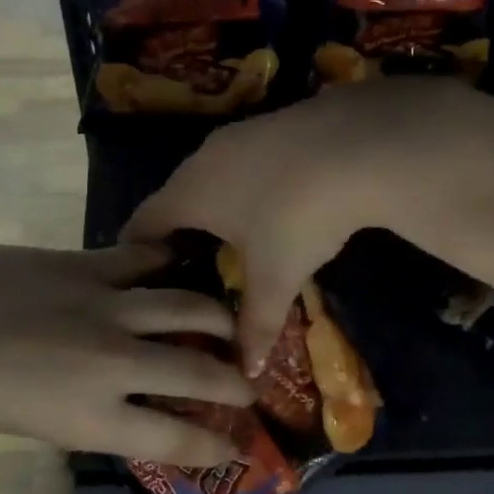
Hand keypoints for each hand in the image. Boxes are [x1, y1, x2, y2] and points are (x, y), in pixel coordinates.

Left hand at [0, 244, 255, 468]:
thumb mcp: (33, 423)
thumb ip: (90, 413)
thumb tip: (132, 401)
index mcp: (89, 420)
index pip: (174, 440)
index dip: (213, 447)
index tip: (235, 448)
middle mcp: (111, 365)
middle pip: (197, 374)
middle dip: (235, 383)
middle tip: (249, 384)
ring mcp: (103, 307)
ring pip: (186, 307)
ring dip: (217, 317)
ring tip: (230, 321)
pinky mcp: (83, 264)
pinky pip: (144, 261)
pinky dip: (169, 264)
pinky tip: (182, 263)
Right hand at [125, 79, 493, 369]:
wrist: (359, 143)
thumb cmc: (298, 216)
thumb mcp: (276, 277)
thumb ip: (255, 325)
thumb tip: (245, 371)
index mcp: (188, 193)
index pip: (141, 224)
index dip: (134, 254)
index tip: (138, 281)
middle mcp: (202, 158)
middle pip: (174, 198)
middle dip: (176, 233)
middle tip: (185, 270)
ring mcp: (238, 134)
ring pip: (210, 176)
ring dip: (213, 207)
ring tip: (228, 241)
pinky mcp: (272, 122)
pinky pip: (242, 162)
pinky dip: (244, 187)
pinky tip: (271, 204)